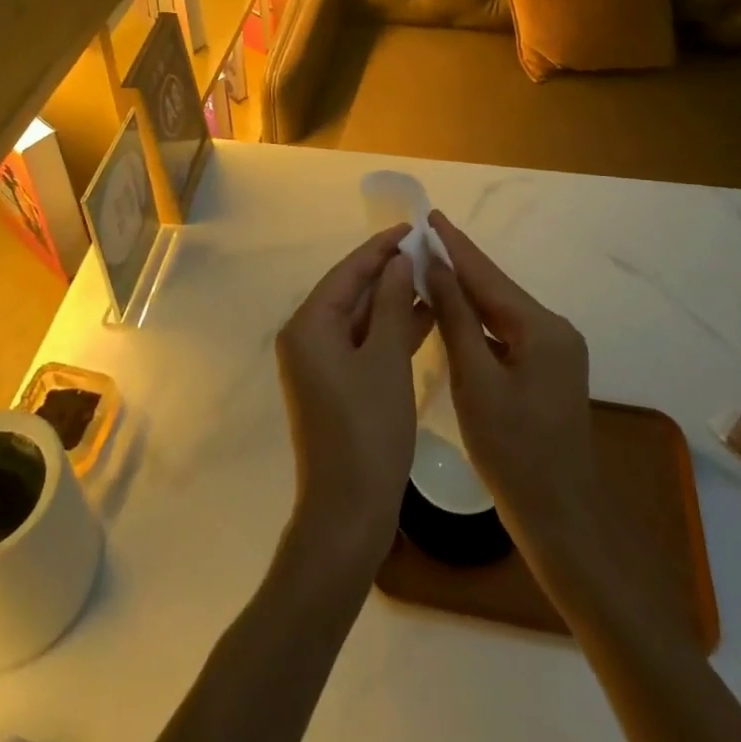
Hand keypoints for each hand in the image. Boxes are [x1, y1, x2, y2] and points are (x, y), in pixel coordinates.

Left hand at [275, 225, 431, 569]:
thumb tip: (397, 261)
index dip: (380, 247)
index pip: (347, 272)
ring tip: (433, 277)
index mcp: (308, 326)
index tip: (412, 227)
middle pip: (351, 292)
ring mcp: (320, 364)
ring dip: (394, 300)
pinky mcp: (336, 385)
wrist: (348, 514)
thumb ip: (391, 303)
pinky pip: (364, 344)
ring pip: (360, 318)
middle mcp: (307, 338)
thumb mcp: (385, 359)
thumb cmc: (368, 430)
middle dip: (389, 272)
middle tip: (428, 251)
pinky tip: (425, 318)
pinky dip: (391, 331)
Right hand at [425, 211, 602, 554]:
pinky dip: (478, 322)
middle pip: (496, 290)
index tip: (429, 215)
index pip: (487, 275)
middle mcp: (554, 330)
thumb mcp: (476, 382)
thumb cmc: (514, 454)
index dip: (455, 245)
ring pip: (501, 312)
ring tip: (429, 266)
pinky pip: (506, 334)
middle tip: (421, 238)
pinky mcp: (547, 372)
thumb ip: (457, 319)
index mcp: (542, 328)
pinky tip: (453, 314)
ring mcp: (554, 352)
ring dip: (466, 292)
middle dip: (458, 264)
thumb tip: (436, 267)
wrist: (562, 521)